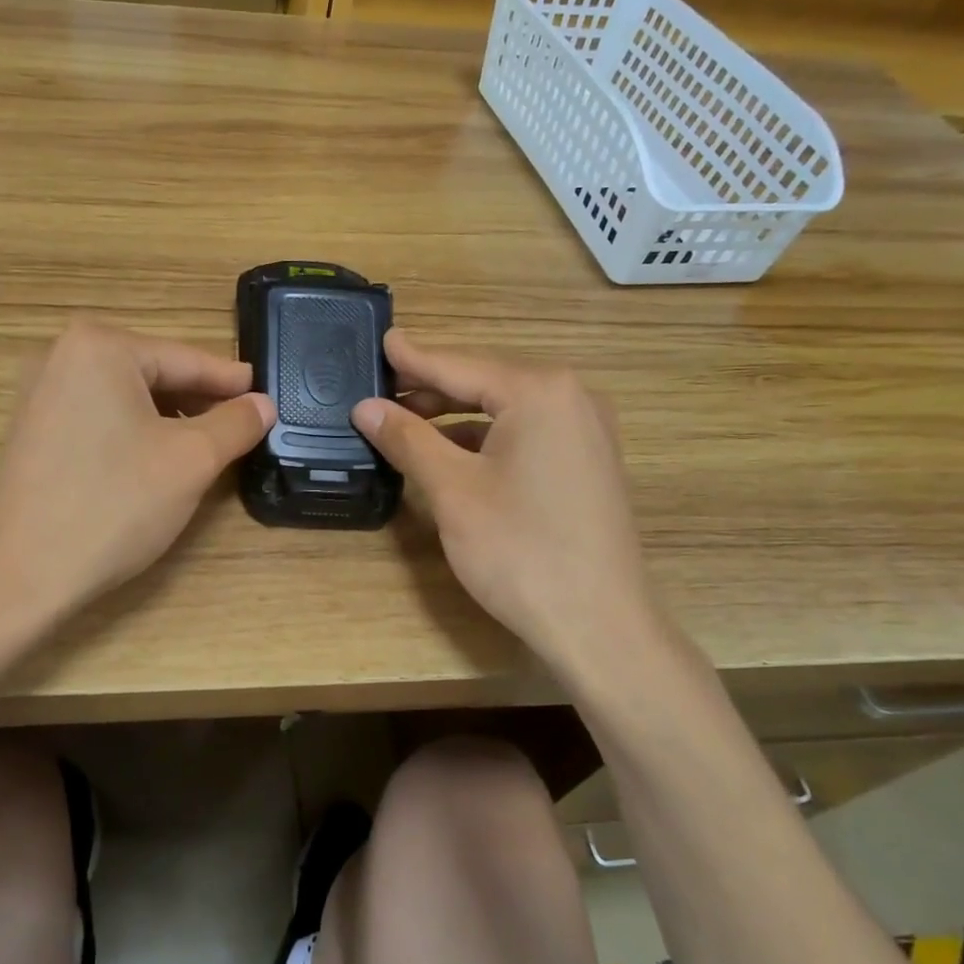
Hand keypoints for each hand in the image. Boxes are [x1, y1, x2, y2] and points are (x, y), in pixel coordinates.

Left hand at [0, 317, 274, 616]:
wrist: (22, 573)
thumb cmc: (115, 504)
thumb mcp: (192, 460)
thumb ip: (235, 424)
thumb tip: (263, 404)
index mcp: (99, 346)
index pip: (185, 359)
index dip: (231, 382)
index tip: (265, 394)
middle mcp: (60, 356)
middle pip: (153, 374)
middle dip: (199, 402)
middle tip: (242, 427)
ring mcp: (39, 395)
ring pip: (126, 400)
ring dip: (170, 421)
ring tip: (207, 448)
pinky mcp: (31, 433)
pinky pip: (99, 420)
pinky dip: (135, 434)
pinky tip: (157, 463)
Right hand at [352, 329, 671, 690]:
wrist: (598, 624)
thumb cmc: (520, 550)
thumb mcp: (452, 490)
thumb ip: (408, 439)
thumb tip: (365, 407)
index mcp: (540, 391)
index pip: (460, 365)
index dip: (414, 358)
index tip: (381, 339)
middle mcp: (572, 397)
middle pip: (485, 381)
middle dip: (432, 388)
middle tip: (381, 389)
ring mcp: (586, 430)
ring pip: (505, 408)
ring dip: (455, 415)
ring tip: (406, 422)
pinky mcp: (587, 462)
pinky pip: (526, 432)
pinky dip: (485, 437)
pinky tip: (452, 452)